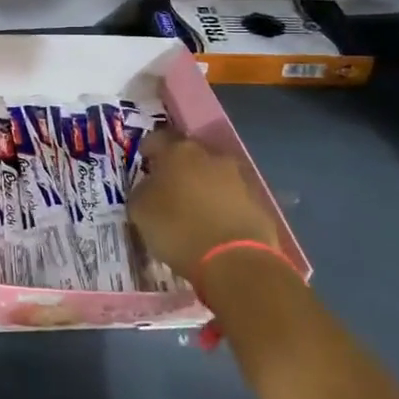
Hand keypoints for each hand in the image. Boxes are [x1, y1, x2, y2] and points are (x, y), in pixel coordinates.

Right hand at [127, 129, 282, 287]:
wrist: (235, 261)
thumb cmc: (177, 228)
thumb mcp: (139, 210)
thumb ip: (142, 190)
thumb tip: (150, 187)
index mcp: (178, 151)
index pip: (157, 138)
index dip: (147, 149)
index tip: (143, 163)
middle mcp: (211, 156)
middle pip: (189, 154)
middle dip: (177, 167)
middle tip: (166, 187)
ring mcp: (238, 177)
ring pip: (212, 174)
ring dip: (202, 186)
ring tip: (191, 209)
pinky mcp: (258, 202)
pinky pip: (231, 197)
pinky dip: (220, 205)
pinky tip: (212, 225)